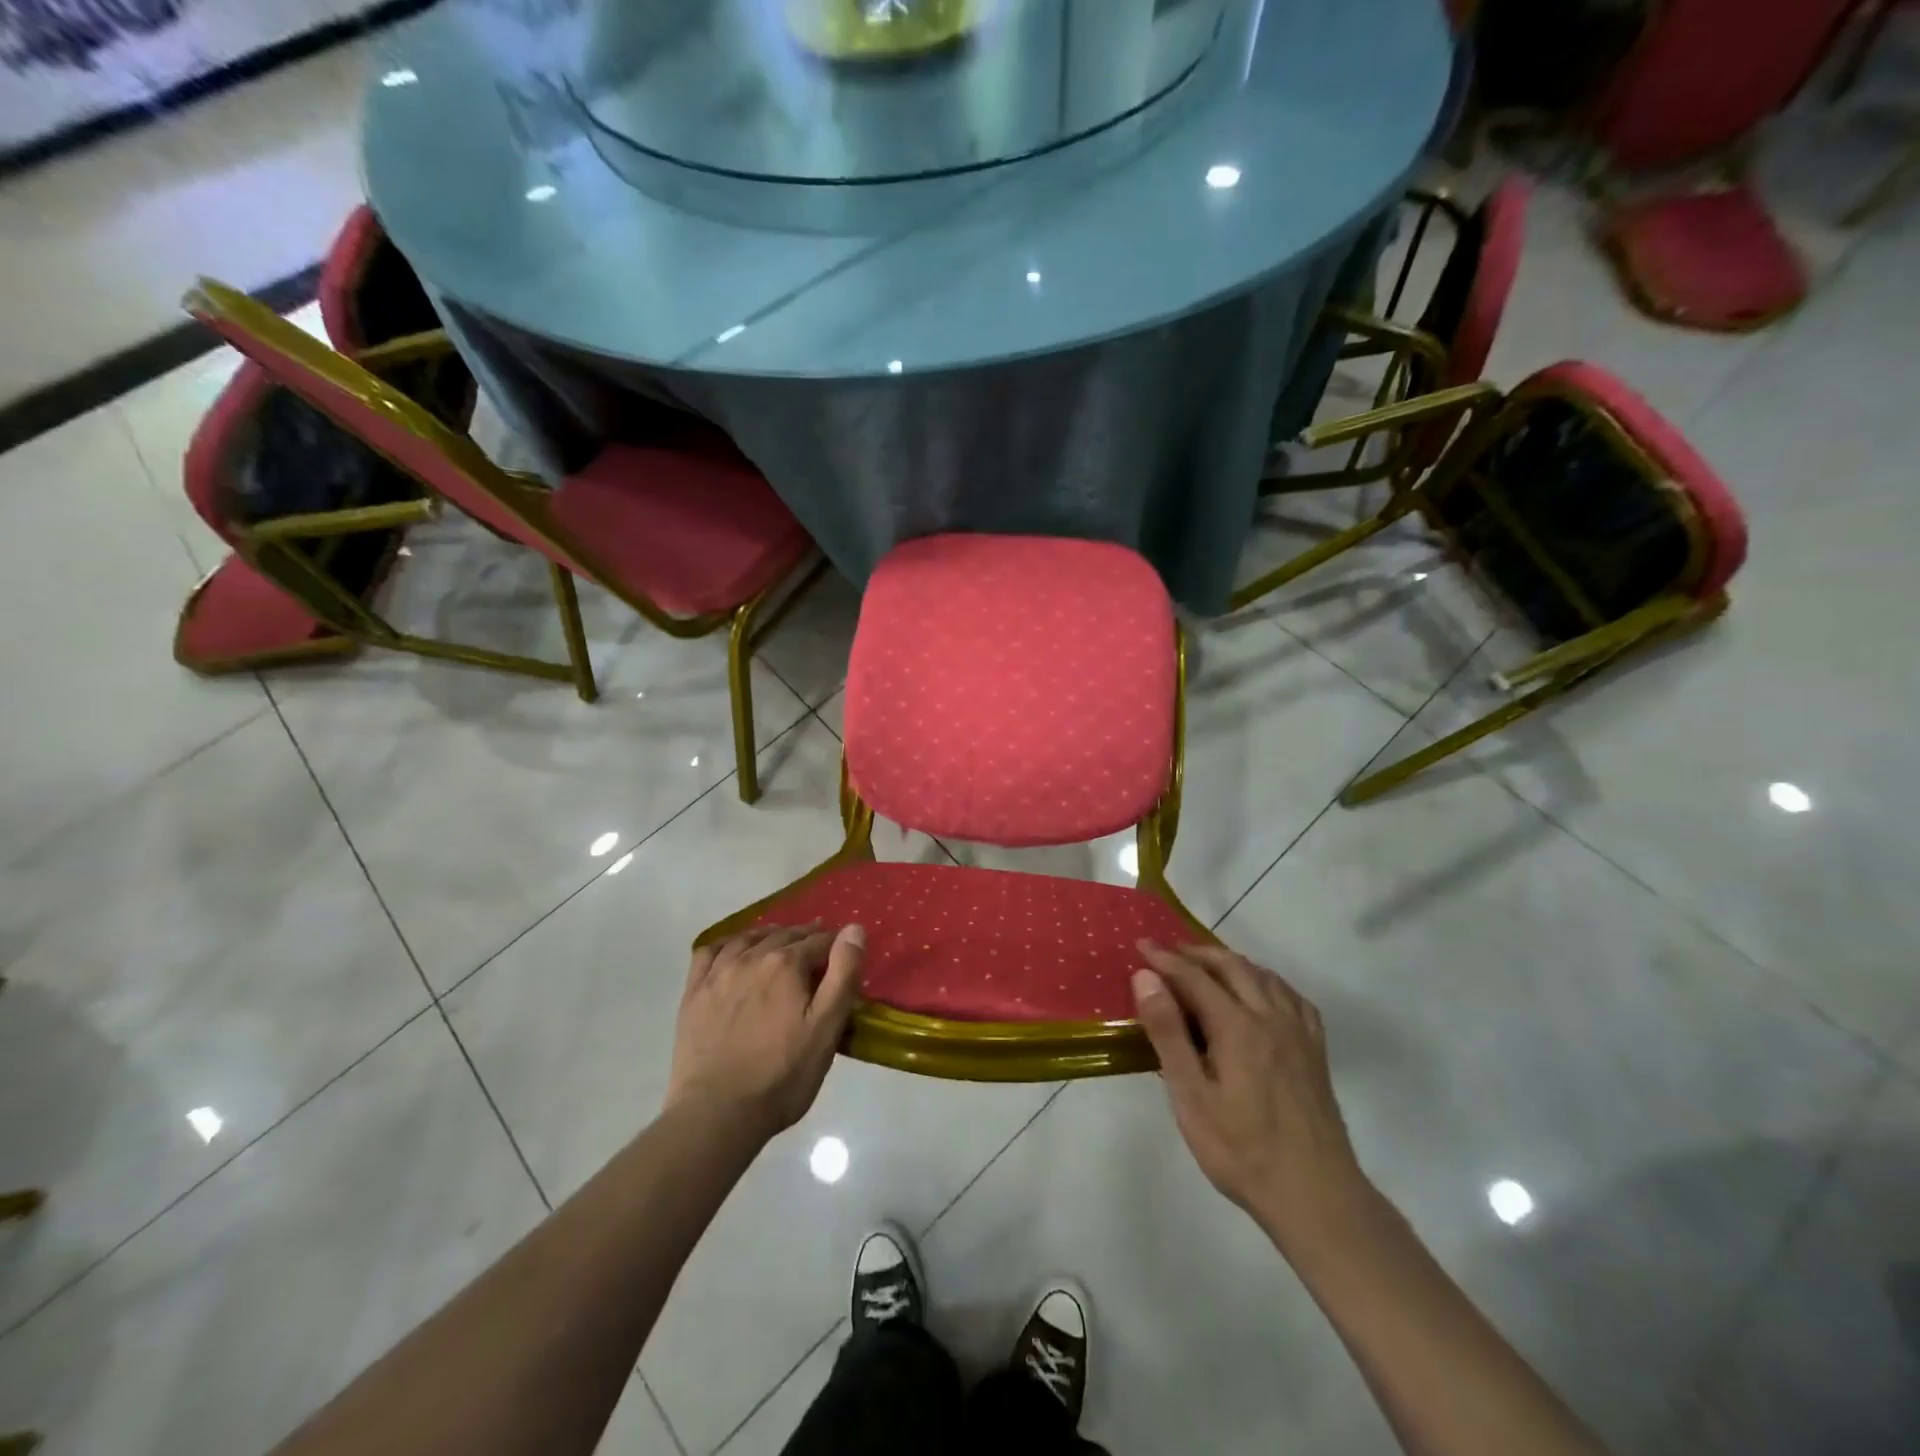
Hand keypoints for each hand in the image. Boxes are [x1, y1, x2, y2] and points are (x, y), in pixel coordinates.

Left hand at [666, 923, 864, 1140]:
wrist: (717, 1114)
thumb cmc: (782, 1075)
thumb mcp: (826, 1028)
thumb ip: (843, 974)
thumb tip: (854, 928)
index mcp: (786, 964)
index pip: (819, 941)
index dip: (835, 944)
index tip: (843, 952)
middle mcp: (751, 957)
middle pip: (785, 935)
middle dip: (805, 936)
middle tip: (818, 946)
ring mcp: (718, 974)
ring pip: (748, 938)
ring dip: (769, 935)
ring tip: (781, 941)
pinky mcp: (694, 993)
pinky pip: (709, 952)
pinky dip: (727, 943)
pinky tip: (734, 950)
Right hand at [1132, 942, 1367, 1249]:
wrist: (1317, 1198)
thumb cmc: (1241, 1151)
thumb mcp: (1191, 1097)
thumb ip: (1168, 1033)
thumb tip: (1147, 978)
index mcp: (1237, 1027)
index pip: (1194, 977)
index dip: (1164, 958)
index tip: (1140, 944)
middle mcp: (1270, 1017)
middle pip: (1231, 966)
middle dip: (1196, 953)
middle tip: (1168, 953)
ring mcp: (1299, 1033)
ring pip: (1264, 976)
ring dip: (1231, 963)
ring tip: (1206, 968)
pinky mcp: (1316, 1051)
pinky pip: (1291, 997)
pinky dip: (1267, 982)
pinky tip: (1260, 993)